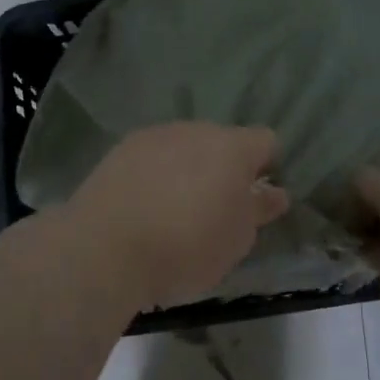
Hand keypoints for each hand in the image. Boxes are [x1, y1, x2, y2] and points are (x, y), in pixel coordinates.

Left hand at [64, 123, 289, 307]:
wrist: (106, 248)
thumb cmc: (186, 247)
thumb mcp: (236, 240)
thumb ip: (258, 210)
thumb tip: (274, 193)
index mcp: (233, 148)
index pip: (266, 141)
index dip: (267, 167)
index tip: (257, 199)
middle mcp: (195, 130)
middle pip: (222, 142)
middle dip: (224, 168)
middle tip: (216, 209)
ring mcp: (155, 136)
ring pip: (184, 147)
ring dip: (188, 169)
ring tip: (175, 211)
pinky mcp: (120, 150)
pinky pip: (152, 157)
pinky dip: (155, 174)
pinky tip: (144, 206)